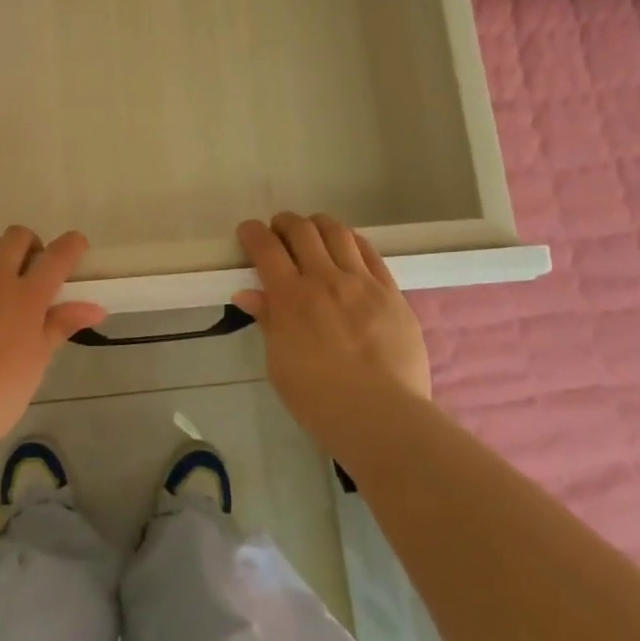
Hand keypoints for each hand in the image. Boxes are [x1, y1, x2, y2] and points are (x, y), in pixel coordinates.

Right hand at [235, 213, 432, 460]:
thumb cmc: (319, 400)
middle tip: (278, 231)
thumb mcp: (279, 364)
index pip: (266, 248)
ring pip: (337, 232)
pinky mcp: (391, 292)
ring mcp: (362, 282)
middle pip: (301, 230)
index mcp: (290, 297)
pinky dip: (352, 241)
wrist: (381, 417)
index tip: (248, 232)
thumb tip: (248, 294)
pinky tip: (347, 247)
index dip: (253, 233)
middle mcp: (325, 279)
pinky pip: (370, 252)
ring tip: (313, 232)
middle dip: (284, 223)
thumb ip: (268, 322)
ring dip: (318, 225)